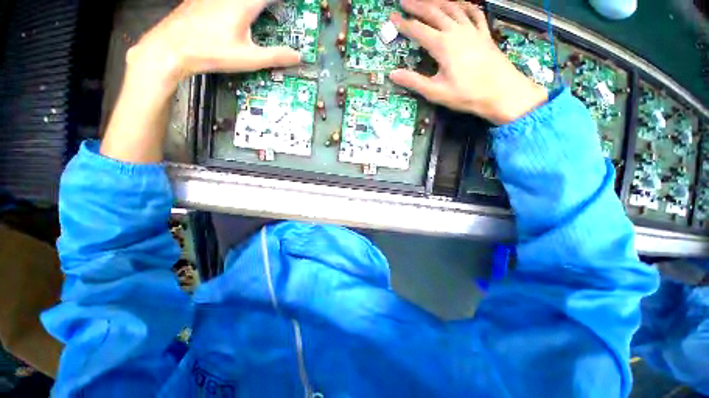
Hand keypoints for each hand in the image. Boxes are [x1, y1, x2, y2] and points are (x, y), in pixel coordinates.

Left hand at [127, 0, 301, 87]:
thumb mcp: (249, 59)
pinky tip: (232, 17)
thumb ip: (275, 56)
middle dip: (268, 6)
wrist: (171, 47)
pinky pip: (224, 0)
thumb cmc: (212, 52)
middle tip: (276, 11)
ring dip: (254, 6)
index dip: (283, 2)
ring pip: (240, 0)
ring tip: (260, 15)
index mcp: (244, 5)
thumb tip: (297, 57)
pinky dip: (237, 6)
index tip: (291, 6)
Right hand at [389, 0, 547, 124]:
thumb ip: (414, 81)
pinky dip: (465, 5)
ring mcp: (472, 30)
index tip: (392, 17)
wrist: (500, 92)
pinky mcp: (484, 33)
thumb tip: (392, 74)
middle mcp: (456, 31)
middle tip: (405, 1)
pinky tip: (460, 3)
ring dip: (437, 1)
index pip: (418, 30)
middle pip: (434, 12)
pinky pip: (474, 12)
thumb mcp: (436, 92)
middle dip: (417, 5)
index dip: (404, 24)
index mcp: (443, 45)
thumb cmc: (466, 94)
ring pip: (452, 7)